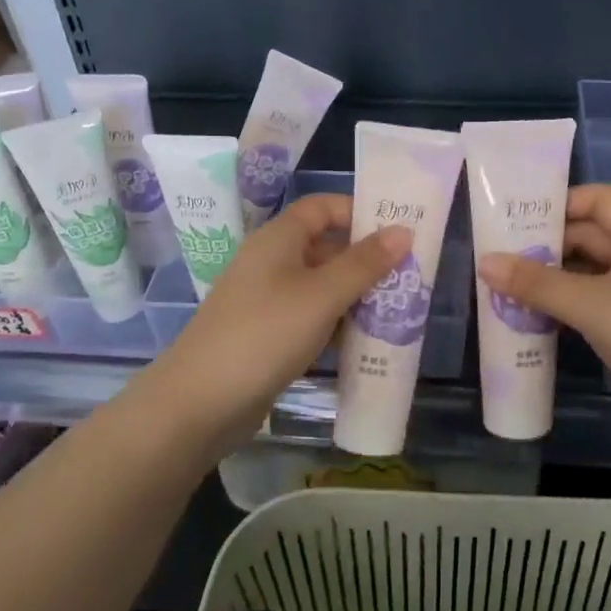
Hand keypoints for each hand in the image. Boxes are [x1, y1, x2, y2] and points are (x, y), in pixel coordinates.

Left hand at [136, 194, 410, 456]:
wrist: (200, 402)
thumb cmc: (265, 333)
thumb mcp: (322, 295)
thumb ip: (364, 263)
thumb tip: (403, 230)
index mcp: (279, 239)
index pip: (323, 208)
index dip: (359, 213)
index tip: (398, 232)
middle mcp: (272, 262)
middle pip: (326, 248)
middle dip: (366, 261)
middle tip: (409, 278)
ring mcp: (269, 301)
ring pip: (322, 287)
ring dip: (356, 297)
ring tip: (399, 311)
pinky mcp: (269, 336)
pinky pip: (311, 319)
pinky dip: (337, 326)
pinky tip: (365, 343)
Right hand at [477, 185, 610, 445]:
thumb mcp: (592, 304)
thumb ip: (537, 283)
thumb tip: (484, 261)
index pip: (598, 200)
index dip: (561, 202)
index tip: (516, 219)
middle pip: (586, 239)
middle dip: (544, 247)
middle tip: (496, 260)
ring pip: (585, 277)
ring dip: (549, 282)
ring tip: (502, 291)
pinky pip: (590, 310)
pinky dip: (562, 312)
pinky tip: (531, 323)